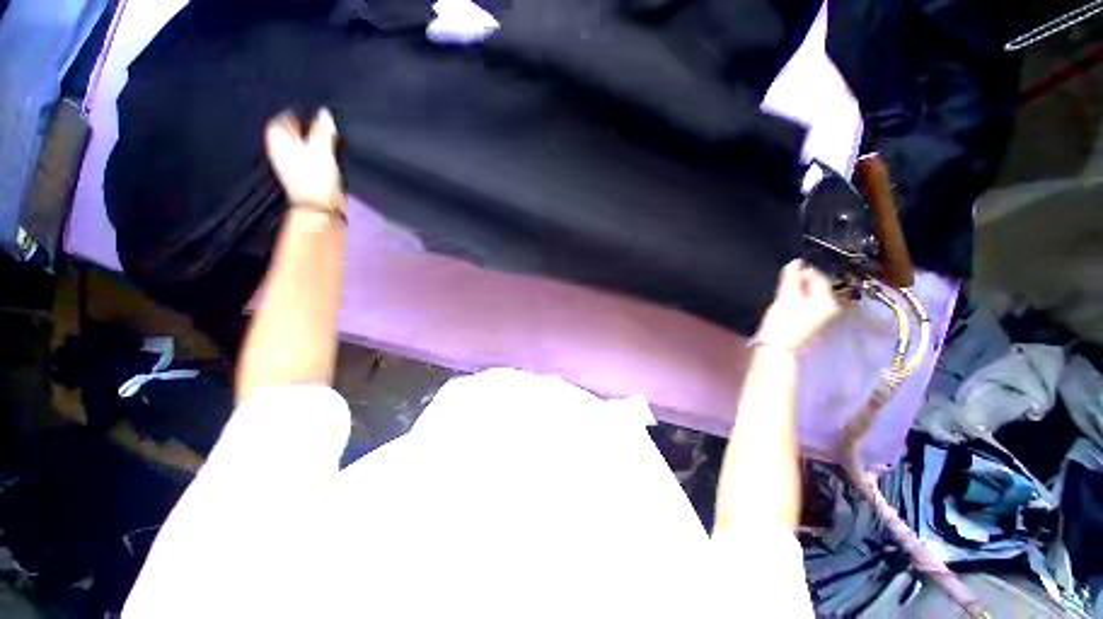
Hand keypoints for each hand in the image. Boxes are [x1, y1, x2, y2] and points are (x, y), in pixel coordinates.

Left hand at [265, 109, 344, 211]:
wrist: (319, 207)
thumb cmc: (315, 178)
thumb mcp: (321, 149)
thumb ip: (322, 130)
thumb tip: (324, 113)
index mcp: (278, 142)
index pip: (279, 121)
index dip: (291, 113)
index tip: (304, 110)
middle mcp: (281, 153)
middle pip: (288, 134)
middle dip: (301, 128)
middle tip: (316, 122)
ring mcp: (292, 167)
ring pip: (298, 148)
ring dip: (310, 142)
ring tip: (324, 138)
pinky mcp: (305, 179)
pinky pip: (308, 160)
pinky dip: (316, 156)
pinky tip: (327, 157)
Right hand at [754, 260, 840, 351]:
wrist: (775, 349)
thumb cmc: (784, 323)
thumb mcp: (787, 297)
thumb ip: (792, 278)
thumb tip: (796, 261)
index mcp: (829, 302)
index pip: (820, 278)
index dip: (804, 270)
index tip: (788, 268)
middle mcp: (828, 309)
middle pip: (815, 287)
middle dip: (800, 281)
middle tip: (784, 279)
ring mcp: (818, 316)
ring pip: (808, 295)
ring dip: (796, 290)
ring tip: (782, 289)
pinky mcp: (806, 322)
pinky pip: (803, 303)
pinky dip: (795, 299)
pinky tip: (784, 301)